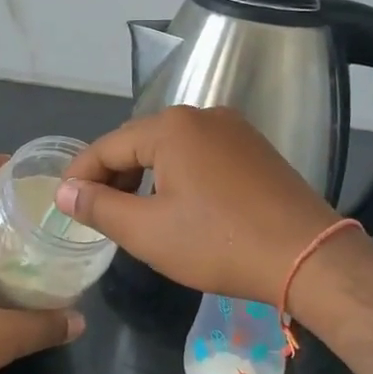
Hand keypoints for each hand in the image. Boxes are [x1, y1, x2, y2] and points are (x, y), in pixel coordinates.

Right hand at [56, 107, 342, 303]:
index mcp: (172, 127)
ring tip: (134, 212)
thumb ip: (99, 206)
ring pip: (171, 148)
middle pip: (139, 142)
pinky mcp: (255, 149)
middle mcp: (203, 116)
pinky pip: (201, 154)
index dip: (80, 175)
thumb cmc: (219, 244)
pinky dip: (178, 175)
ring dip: (145, 175)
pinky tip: (178, 205)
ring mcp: (235, 129)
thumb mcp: (147, 231)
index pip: (107, 146)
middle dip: (113, 175)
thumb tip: (65, 190)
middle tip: (97, 212)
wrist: (308, 257)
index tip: (64, 202)